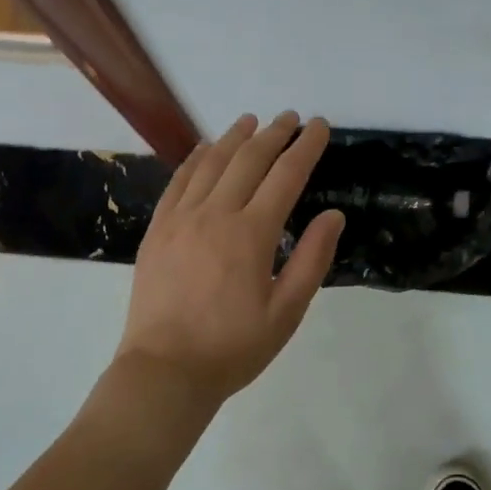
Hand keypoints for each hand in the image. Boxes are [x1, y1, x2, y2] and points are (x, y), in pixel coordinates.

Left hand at [110, 112, 344, 424]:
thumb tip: (333, 215)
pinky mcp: (157, 229)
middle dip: (274, 134)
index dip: (306, 147)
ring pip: (211, 163)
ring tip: (252, 121)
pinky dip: (194, 158)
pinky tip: (204, 148)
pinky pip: (178, 181)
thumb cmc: (233, 347)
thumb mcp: (286, 312)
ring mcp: (181, 218)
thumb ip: (311, 259)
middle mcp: (215, 214)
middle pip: (249, 159)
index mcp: (251, 234)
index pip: (286, 176)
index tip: (320, 126)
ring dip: (234, 137)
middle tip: (291, 118)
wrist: (164, 371)